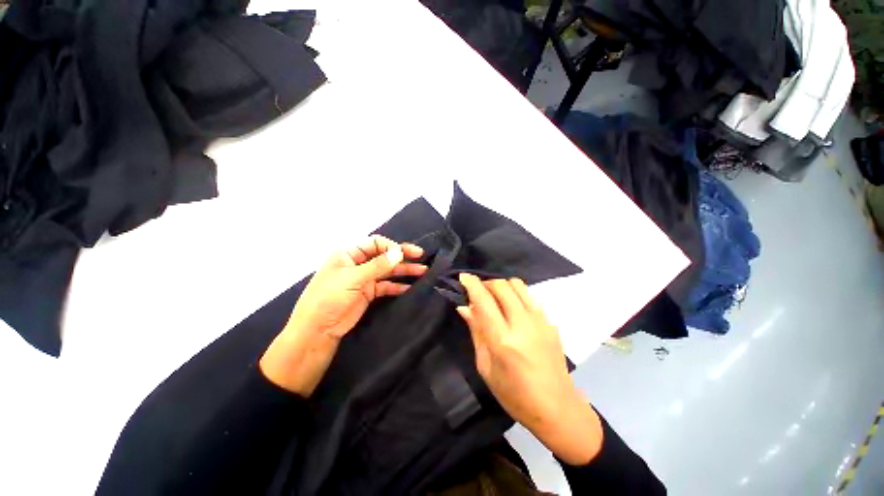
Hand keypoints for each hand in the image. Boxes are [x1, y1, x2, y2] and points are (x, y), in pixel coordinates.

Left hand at [260, 236, 426, 395]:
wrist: (317, 330)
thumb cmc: (329, 297)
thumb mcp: (353, 278)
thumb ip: (378, 265)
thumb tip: (399, 252)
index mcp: (349, 253)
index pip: (375, 243)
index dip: (391, 247)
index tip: (405, 254)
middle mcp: (357, 263)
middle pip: (384, 256)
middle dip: (402, 256)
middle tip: (421, 257)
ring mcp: (363, 278)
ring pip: (387, 271)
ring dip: (404, 271)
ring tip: (422, 271)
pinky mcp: (368, 292)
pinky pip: (386, 286)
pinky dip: (397, 286)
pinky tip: (410, 287)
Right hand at [457, 274, 603, 464]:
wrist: (558, 408)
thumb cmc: (514, 395)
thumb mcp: (486, 367)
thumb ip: (476, 331)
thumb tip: (464, 306)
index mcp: (502, 340)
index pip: (484, 300)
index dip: (471, 284)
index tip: (463, 277)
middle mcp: (522, 324)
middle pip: (501, 286)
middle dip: (486, 283)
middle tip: (477, 292)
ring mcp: (540, 321)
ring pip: (517, 284)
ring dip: (501, 285)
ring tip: (494, 297)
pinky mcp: (550, 322)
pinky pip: (529, 296)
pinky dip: (515, 294)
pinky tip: (511, 308)